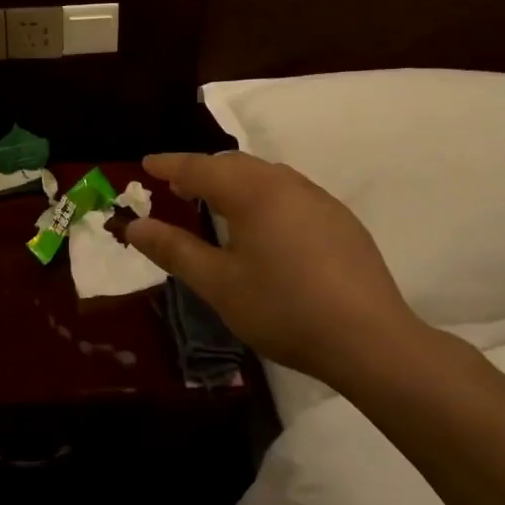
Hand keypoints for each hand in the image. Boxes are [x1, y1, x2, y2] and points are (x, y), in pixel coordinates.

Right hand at [125, 152, 432, 392]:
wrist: (371, 340)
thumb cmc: (284, 309)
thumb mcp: (219, 284)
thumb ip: (174, 250)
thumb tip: (134, 227)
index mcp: (252, 193)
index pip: (200, 168)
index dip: (169, 164)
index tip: (146, 163)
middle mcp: (286, 184)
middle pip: (235, 164)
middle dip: (202, 170)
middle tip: (177, 186)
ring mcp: (319, 200)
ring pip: (266, 175)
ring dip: (235, 181)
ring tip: (218, 203)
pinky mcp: (342, 220)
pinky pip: (291, 192)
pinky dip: (265, 195)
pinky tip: (266, 225)